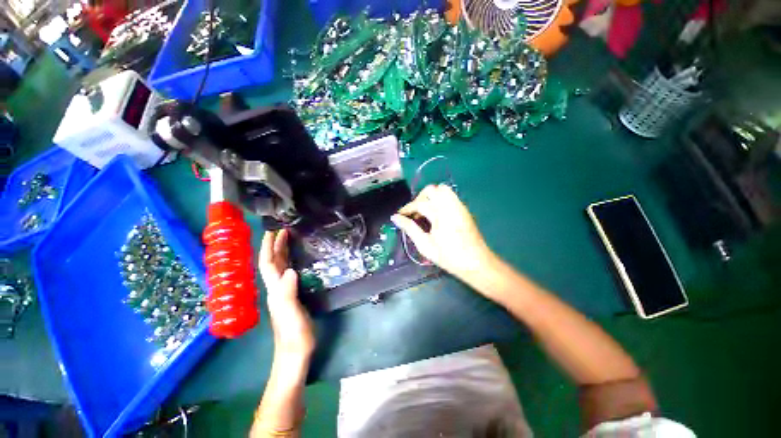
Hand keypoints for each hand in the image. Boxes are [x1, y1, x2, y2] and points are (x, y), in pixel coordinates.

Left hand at [260, 229, 314, 358]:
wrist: (294, 354)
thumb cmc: (294, 335)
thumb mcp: (291, 314)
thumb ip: (288, 293)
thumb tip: (290, 270)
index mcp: (275, 290)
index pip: (268, 264)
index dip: (268, 248)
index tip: (273, 231)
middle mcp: (277, 289)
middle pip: (273, 264)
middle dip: (275, 246)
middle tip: (284, 230)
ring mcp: (284, 294)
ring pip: (280, 268)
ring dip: (282, 253)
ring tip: (289, 240)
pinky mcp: (293, 297)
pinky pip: (289, 274)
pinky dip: (291, 263)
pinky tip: (297, 261)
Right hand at [391, 184, 495, 281]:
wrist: (477, 263)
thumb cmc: (449, 257)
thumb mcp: (425, 246)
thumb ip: (410, 229)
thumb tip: (395, 218)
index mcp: (440, 215)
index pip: (419, 204)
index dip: (407, 208)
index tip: (400, 215)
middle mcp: (450, 206)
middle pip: (431, 190)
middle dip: (419, 198)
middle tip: (414, 213)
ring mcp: (459, 206)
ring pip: (442, 189)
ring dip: (431, 197)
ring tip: (425, 211)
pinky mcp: (464, 209)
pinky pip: (450, 196)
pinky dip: (440, 199)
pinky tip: (437, 214)